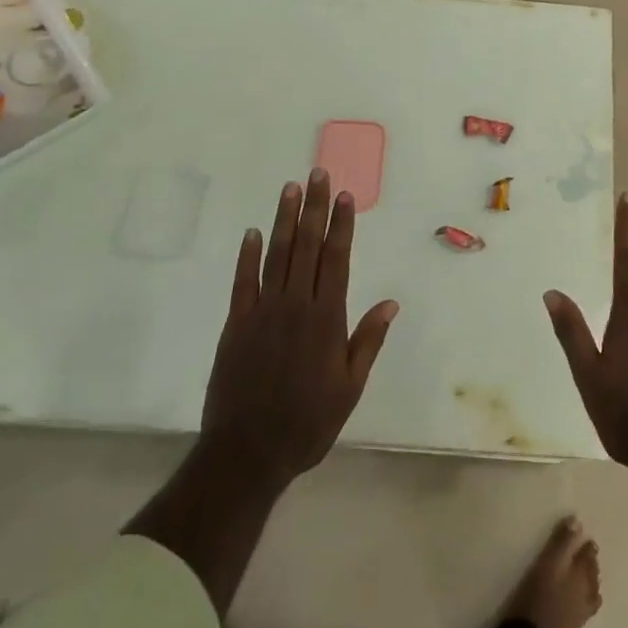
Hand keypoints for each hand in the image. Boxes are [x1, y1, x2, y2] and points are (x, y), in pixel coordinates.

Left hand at [200, 168, 398, 488]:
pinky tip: (253, 232)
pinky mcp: (237, 324)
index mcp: (327, 318)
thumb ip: (368, 341)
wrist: (247, 453)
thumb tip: (391, 302)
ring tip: (290, 188)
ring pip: (277, 255)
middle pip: (307, 246)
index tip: (344, 196)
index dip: (341, 225)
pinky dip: (248, 255)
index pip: (337, 259)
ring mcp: (263, 312)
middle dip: (314, 208)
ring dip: (284, 219)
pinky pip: (243, 282)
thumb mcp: (349, 388)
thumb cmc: (307, 423)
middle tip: (317, 174)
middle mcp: (296, 305)